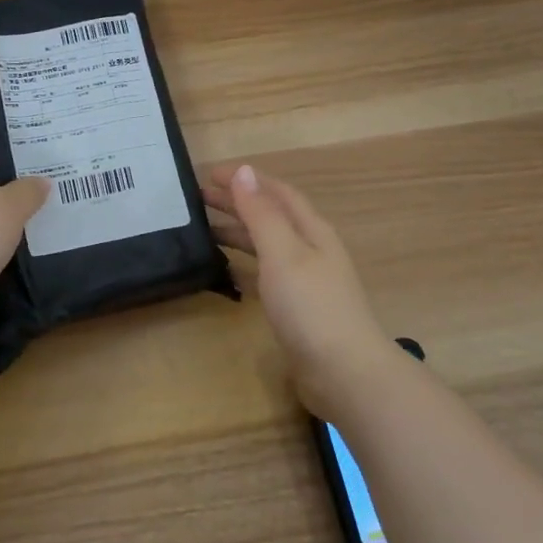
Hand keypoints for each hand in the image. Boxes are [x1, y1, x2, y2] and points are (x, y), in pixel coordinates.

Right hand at [199, 162, 392, 418]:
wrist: (344, 372)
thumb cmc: (311, 306)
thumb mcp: (282, 252)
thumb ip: (261, 213)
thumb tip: (243, 171)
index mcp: (311, 230)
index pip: (276, 192)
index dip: (246, 179)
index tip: (208, 173)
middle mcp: (310, 249)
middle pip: (271, 216)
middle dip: (238, 203)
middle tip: (198, 198)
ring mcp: (306, 280)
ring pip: (267, 245)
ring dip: (239, 232)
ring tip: (205, 230)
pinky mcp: (297, 308)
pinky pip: (265, 275)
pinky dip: (244, 265)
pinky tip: (225, 271)